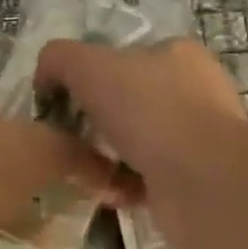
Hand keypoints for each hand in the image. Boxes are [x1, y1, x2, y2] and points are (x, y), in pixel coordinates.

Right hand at [33, 38, 247, 248]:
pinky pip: (143, 180)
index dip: (88, 78)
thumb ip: (59, 59)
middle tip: (67, 141)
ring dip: (101, 160)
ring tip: (81, 173)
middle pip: (125, 105)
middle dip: (93, 125)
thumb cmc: (149, 110)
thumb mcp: (89, 65)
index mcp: (177, 55)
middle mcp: (191, 93)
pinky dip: (121, 186)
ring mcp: (195, 139)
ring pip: (132, 145)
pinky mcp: (192, 180)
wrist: (202, 180)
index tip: (62, 103)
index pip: (124, 59)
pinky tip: (106, 192)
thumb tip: (45, 76)